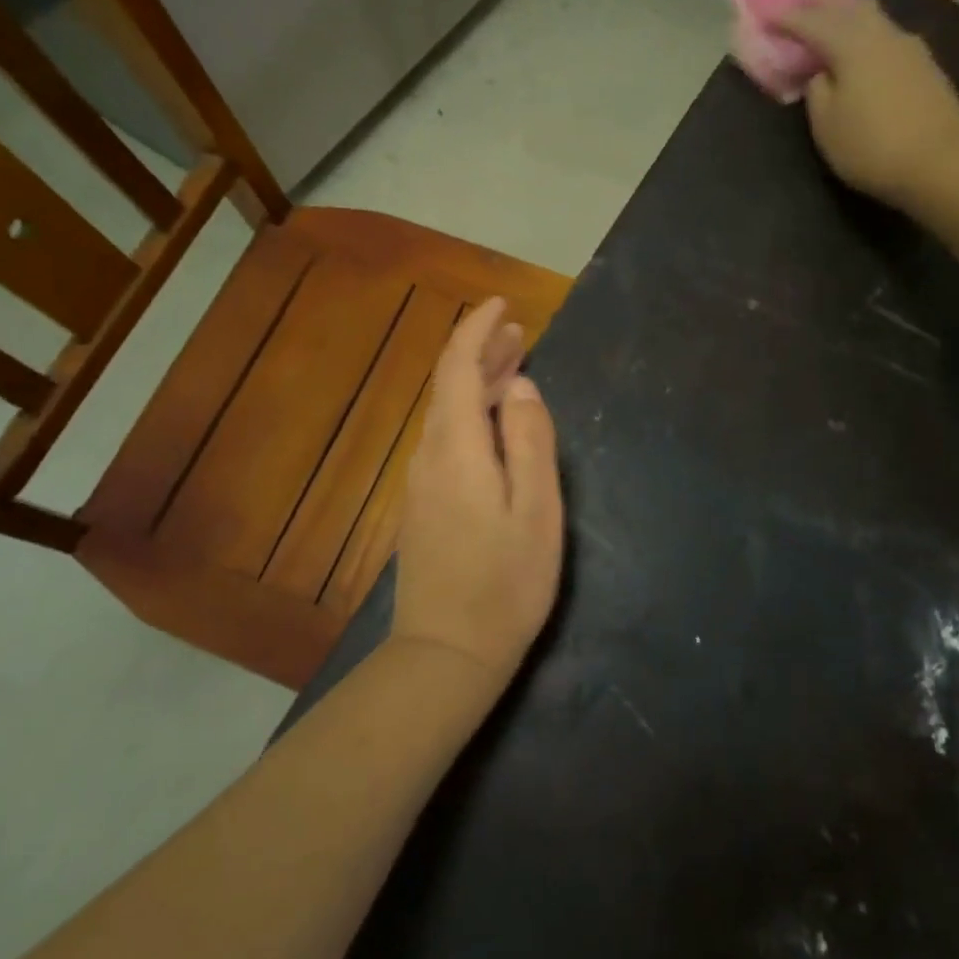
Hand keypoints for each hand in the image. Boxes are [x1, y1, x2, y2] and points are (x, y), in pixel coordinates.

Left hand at [391, 297, 563, 691]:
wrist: (446, 654)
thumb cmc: (505, 582)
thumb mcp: (536, 509)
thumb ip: (530, 440)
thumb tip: (522, 386)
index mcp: (457, 447)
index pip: (457, 367)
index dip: (477, 329)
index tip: (501, 304)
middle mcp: (431, 455)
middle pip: (450, 386)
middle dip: (482, 351)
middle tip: (519, 331)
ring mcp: (422, 482)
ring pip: (449, 413)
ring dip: (479, 383)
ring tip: (515, 366)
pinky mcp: (425, 506)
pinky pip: (448, 439)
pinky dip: (473, 415)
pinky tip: (496, 423)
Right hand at [780, 0, 958, 211]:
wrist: (943, 162)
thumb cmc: (872, 146)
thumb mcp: (826, 125)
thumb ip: (817, 92)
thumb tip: (822, 73)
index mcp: (849, 44)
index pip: (810, 21)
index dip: (786, 18)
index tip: (765, 17)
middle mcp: (880, 34)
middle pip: (847, 6)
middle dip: (820, 4)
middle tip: (799, 4)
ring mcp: (908, 47)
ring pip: (872, 16)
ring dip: (847, 13)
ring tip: (832, 17)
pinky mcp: (925, 66)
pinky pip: (886, 36)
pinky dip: (866, 33)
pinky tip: (863, 45)